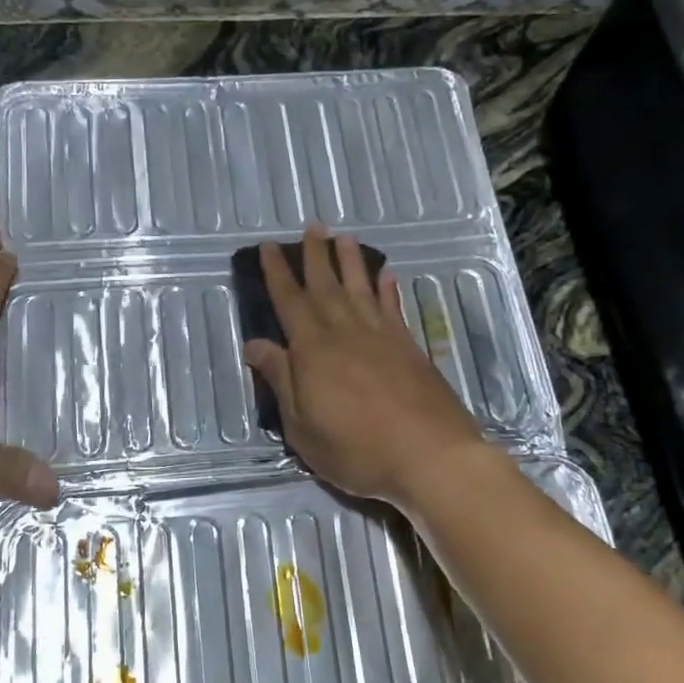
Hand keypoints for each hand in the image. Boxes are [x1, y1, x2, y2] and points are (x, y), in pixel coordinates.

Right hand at [243, 225, 487, 505]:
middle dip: (315, 256)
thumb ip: (281, 380)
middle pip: (326, 286)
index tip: (269, 247)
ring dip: (351, 262)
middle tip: (311, 227)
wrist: (429, 455)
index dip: (277, 273)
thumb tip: (255, 344)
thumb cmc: (356, 448)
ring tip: (344, 237)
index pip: (289, 301)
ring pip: (361, 288)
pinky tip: (386, 276)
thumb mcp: (302, 426)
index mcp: (313, 350)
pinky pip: (393, 308)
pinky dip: (387, 290)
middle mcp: (346, 332)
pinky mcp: (409, 347)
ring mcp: (382, 336)